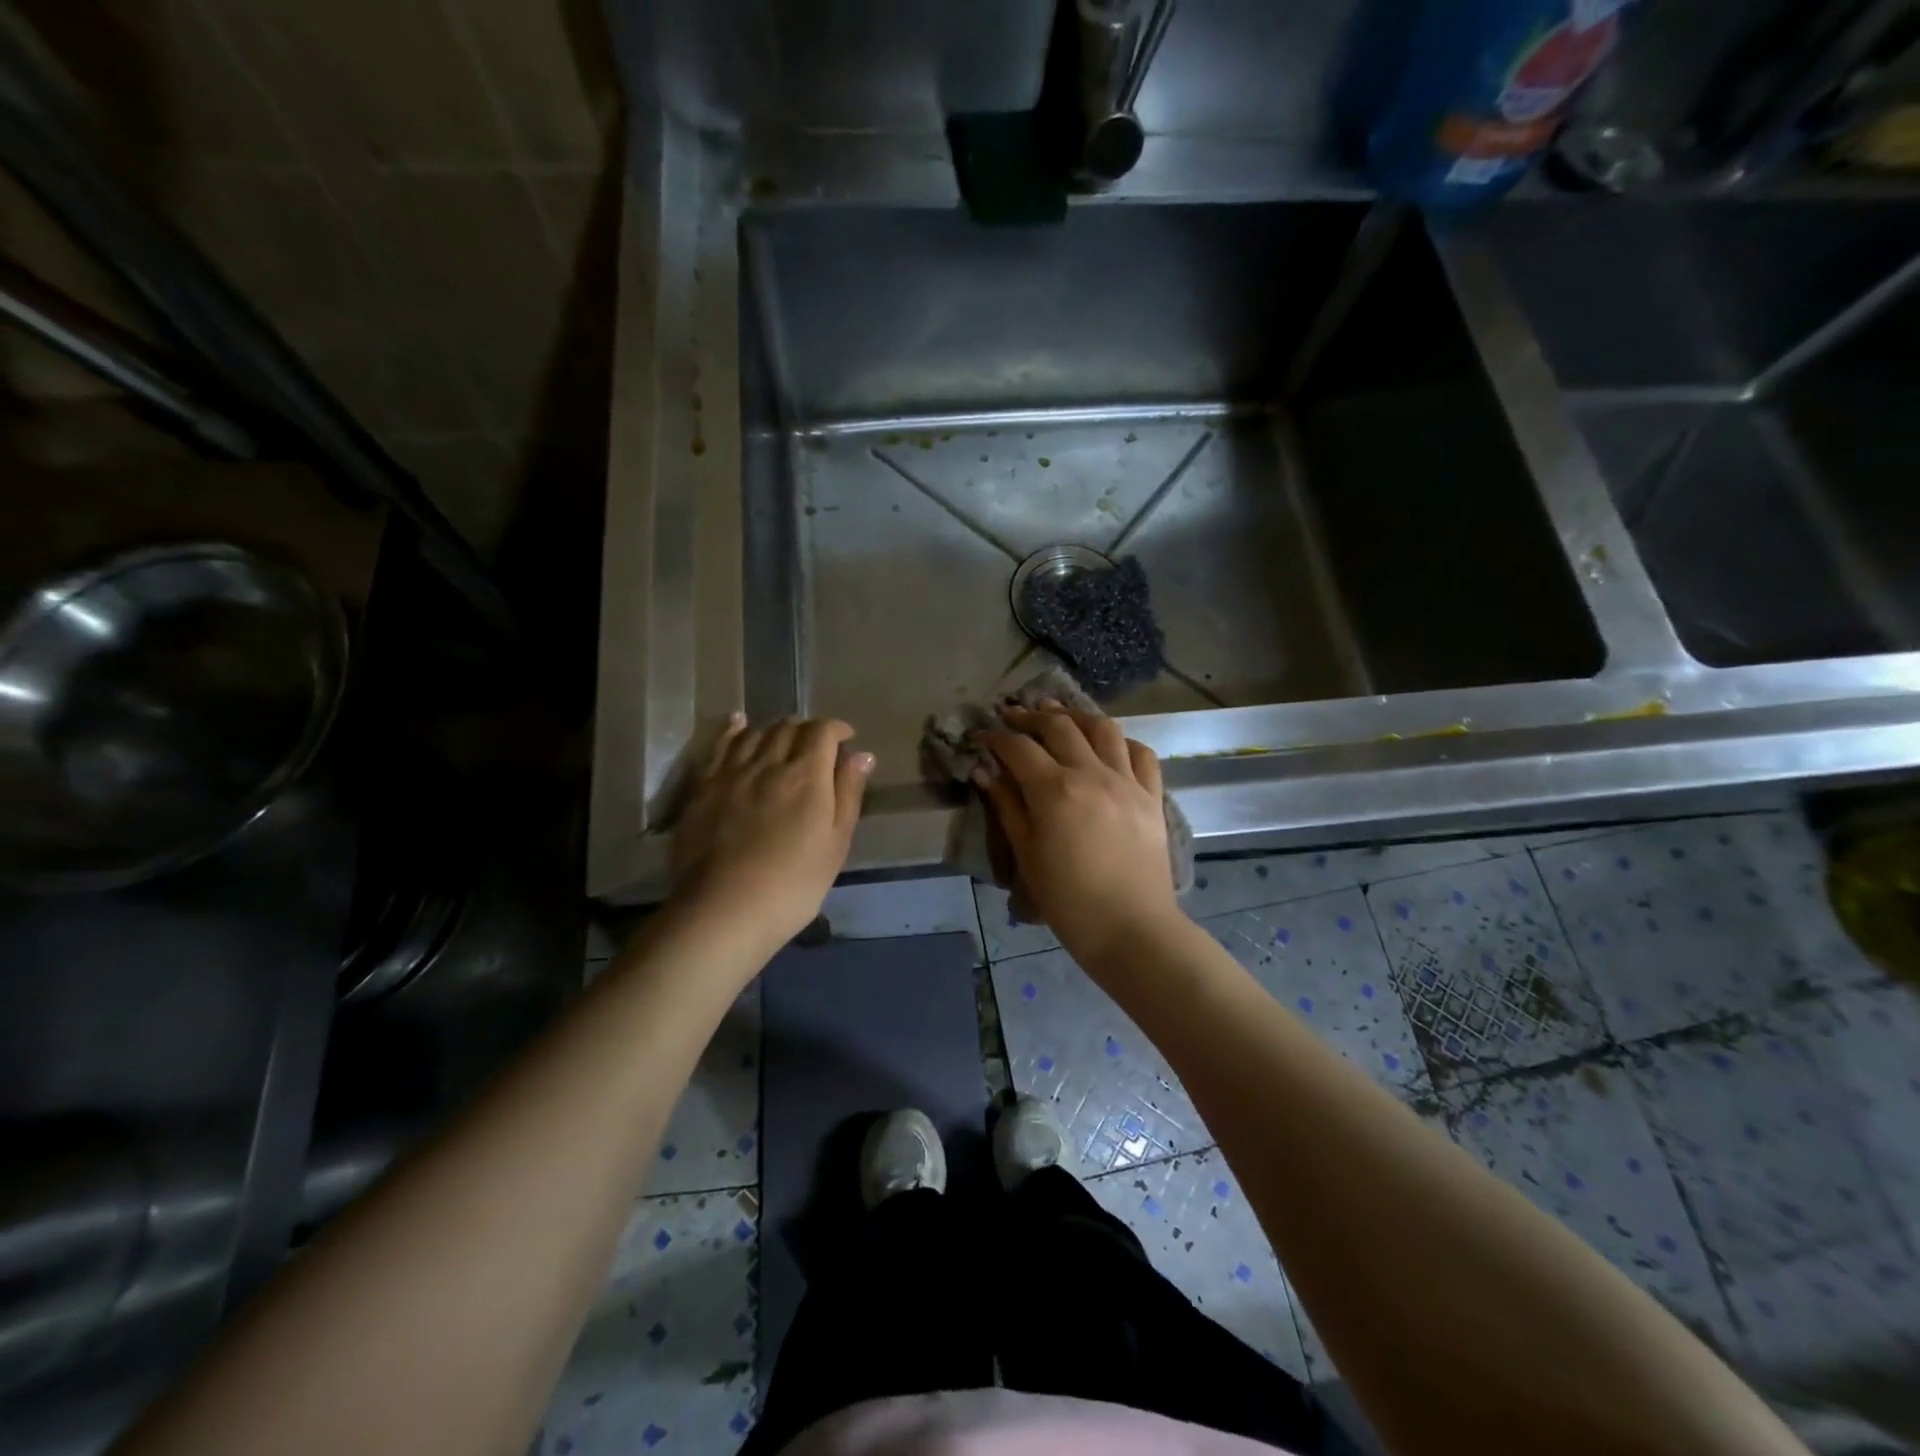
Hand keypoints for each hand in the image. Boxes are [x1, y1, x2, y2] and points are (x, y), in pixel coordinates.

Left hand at [672, 713, 873, 949]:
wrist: (723, 910)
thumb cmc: (794, 883)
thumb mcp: (835, 843)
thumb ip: (848, 794)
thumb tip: (862, 755)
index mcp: (807, 774)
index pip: (823, 731)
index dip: (837, 729)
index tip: (846, 739)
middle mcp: (768, 762)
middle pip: (789, 727)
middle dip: (807, 729)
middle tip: (817, 746)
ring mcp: (731, 772)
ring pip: (756, 733)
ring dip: (775, 730)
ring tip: (784, 740)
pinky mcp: (703, 787)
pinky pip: (720, 745)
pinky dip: (733, 730)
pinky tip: (739, 723)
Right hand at [976, 703, 1183, 967]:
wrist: (1131, 928)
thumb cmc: (1069, 900)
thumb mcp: (1027, 854)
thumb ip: (1007, 807)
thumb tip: (985, 771)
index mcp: (1055, 790)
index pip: (1019, 747)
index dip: (995, 736)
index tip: (981, 734)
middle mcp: (1092, 774)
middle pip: (1059, 726)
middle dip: (1031, 716)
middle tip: (1013, 716)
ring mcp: (1127, 781)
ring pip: (1103, 728)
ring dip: (1076, 716)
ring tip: (1058, 715)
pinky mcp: (1152, 795)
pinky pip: (1141, 753)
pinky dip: (1121, 741)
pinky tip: (1108, 745)